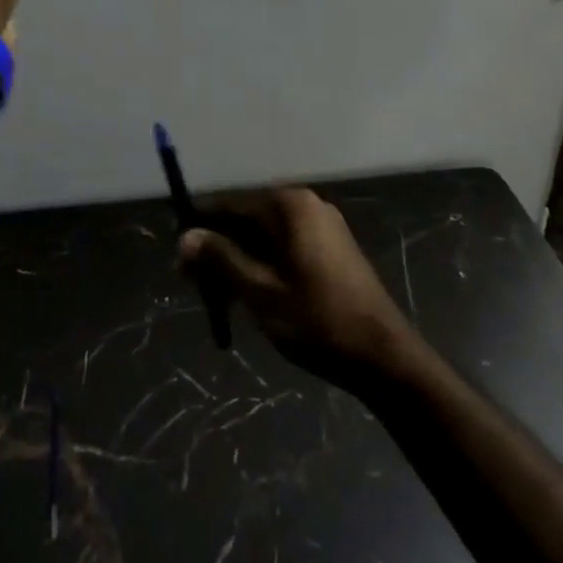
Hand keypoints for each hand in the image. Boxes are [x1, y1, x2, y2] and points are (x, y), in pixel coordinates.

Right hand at [178, 187, 412, 391]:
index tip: (178, 258)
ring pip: (265, 236)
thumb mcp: (259, 292)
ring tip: (220, 297)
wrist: (384, 357)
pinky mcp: (333, 248)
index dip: (200, 229)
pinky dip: (264, 265)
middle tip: (195, 285)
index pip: (229, 205)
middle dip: (219, 248)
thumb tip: (185, 237)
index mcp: (288, 206)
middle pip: (247, 219)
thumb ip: (220, 259)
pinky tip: (251, 295)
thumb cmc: (317, 320)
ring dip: (239, 261)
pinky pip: (285, 247)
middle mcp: (306, 205)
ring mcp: (323, 226)